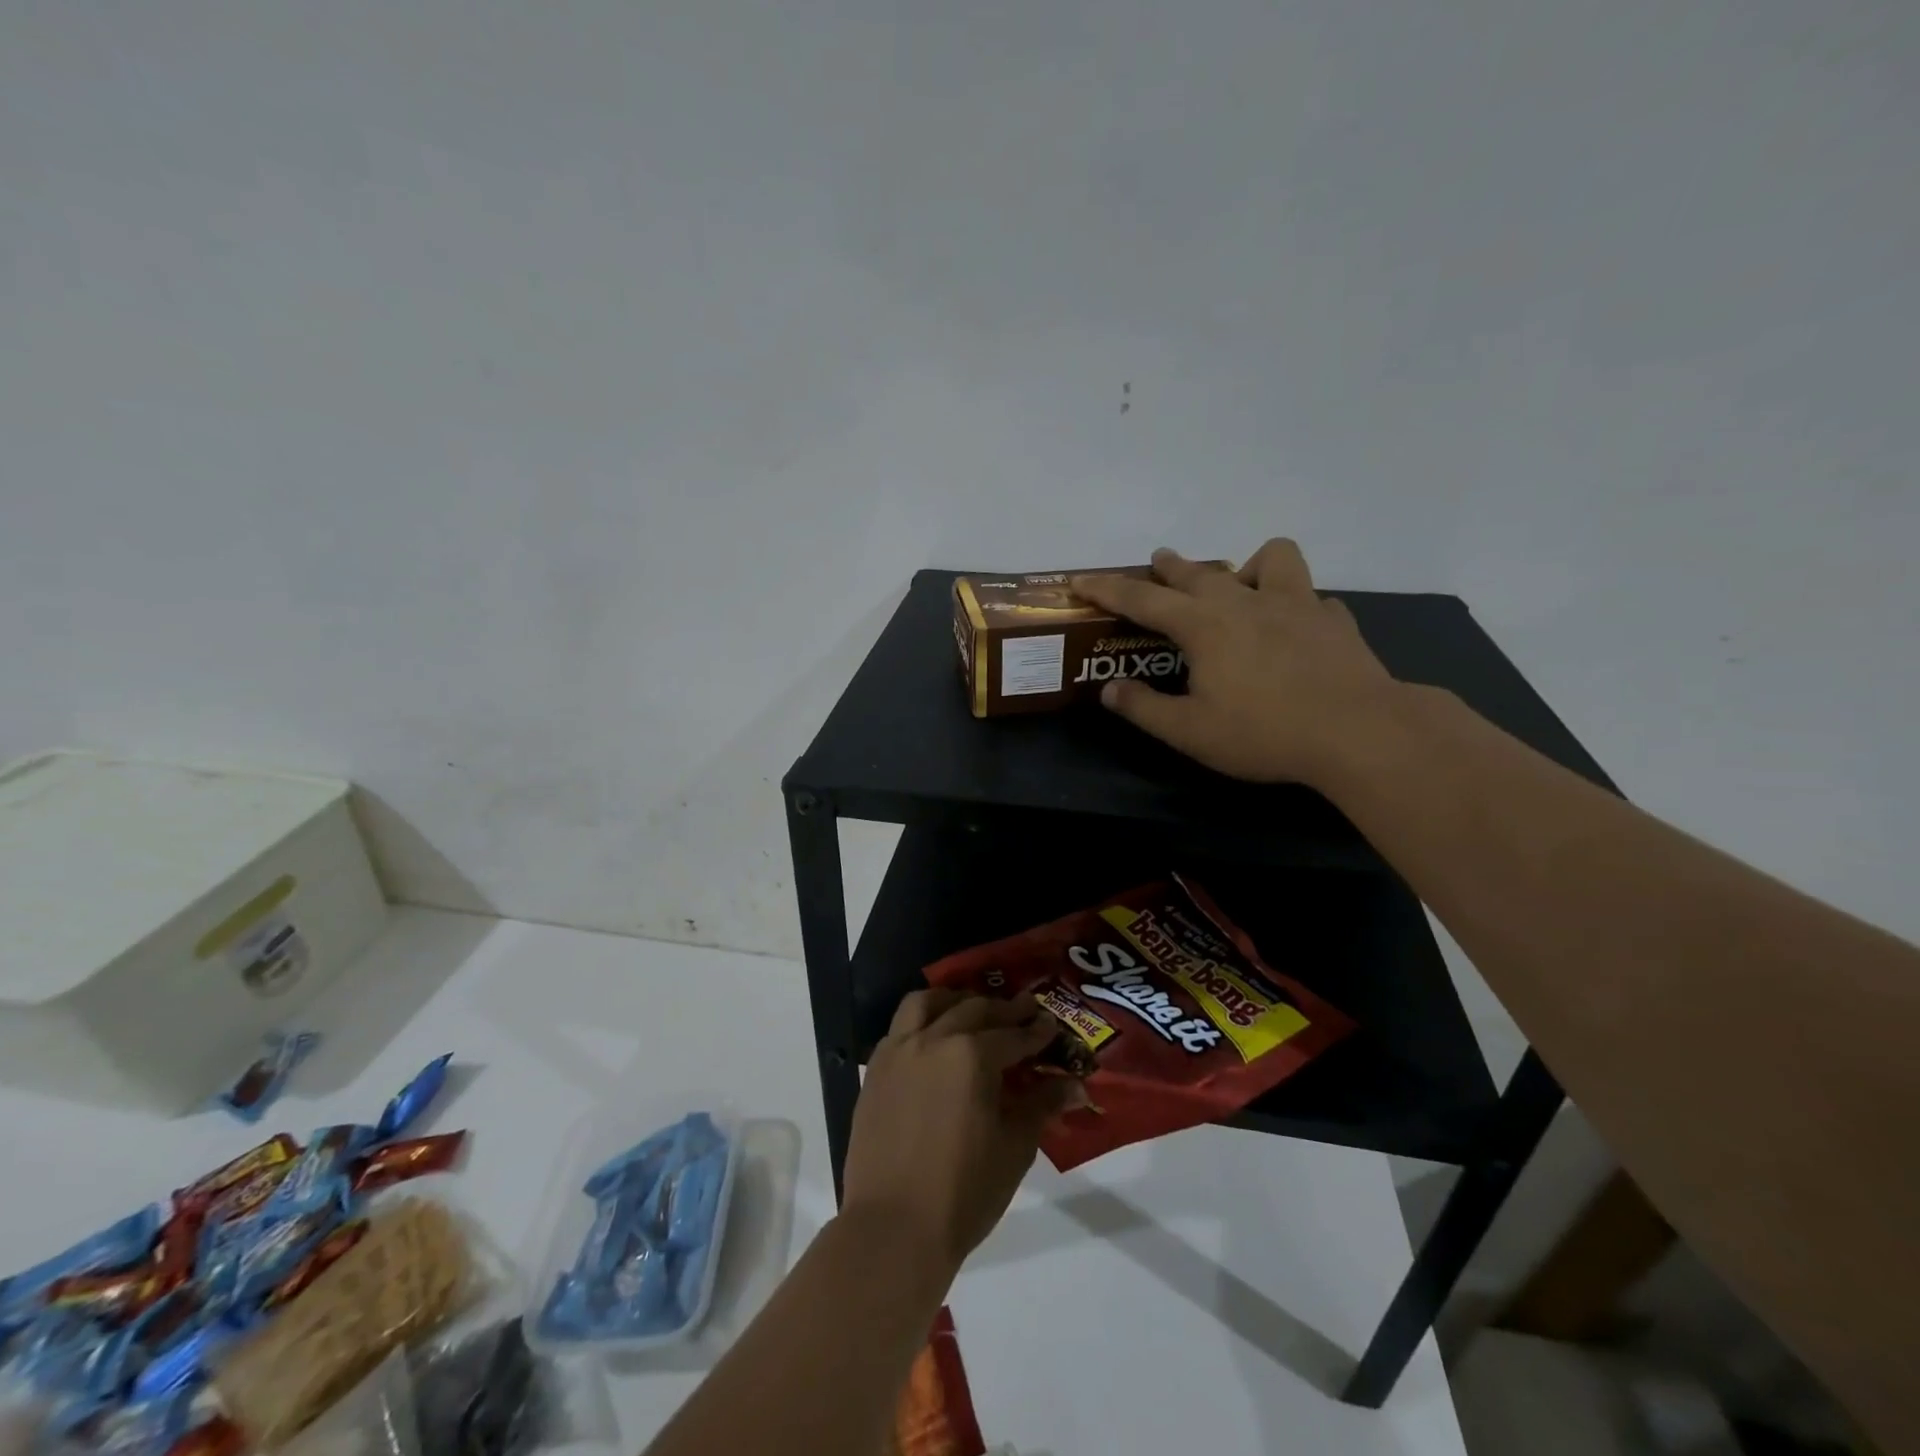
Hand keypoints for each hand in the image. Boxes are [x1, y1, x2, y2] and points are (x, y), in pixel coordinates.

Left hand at [841, 990, 1080, 1273]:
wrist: (893, 1227)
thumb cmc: (964, 1191)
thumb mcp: (1014, 1148)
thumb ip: (1040, 1106)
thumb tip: (1073, 1086)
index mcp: (972, 1055)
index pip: (1012, 1035)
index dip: (1036, 1031)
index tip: (1051, 1025)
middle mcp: (934, 1039)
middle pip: (973, 1010)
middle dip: (1002, 1010)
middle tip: (1023, 1011)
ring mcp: (899, 1050)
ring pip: (926, 1003)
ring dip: (954, 1000)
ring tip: (970, 1009)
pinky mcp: (876, 1069)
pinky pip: (899, 1027)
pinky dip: (921, 1021)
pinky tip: (932, 1037)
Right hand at [1072, 540, 1401, 785]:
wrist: (1358, 731)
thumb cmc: (1264, 733)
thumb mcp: (1190, 732)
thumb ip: (1144, 709)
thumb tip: (1108, 691)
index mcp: (1204, 626)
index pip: (1143, 599)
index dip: (1107, 589)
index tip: (1081, 581)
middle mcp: (1246, 602)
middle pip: (1199, 572)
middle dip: (1170, 567)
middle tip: (1157, 563)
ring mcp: (1296, 605)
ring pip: (1271, 558)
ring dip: (1248, 565)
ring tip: (1241, 585)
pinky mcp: (1334, 620)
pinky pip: (1310, 597)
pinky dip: (1295, 605)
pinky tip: (1294, 626)